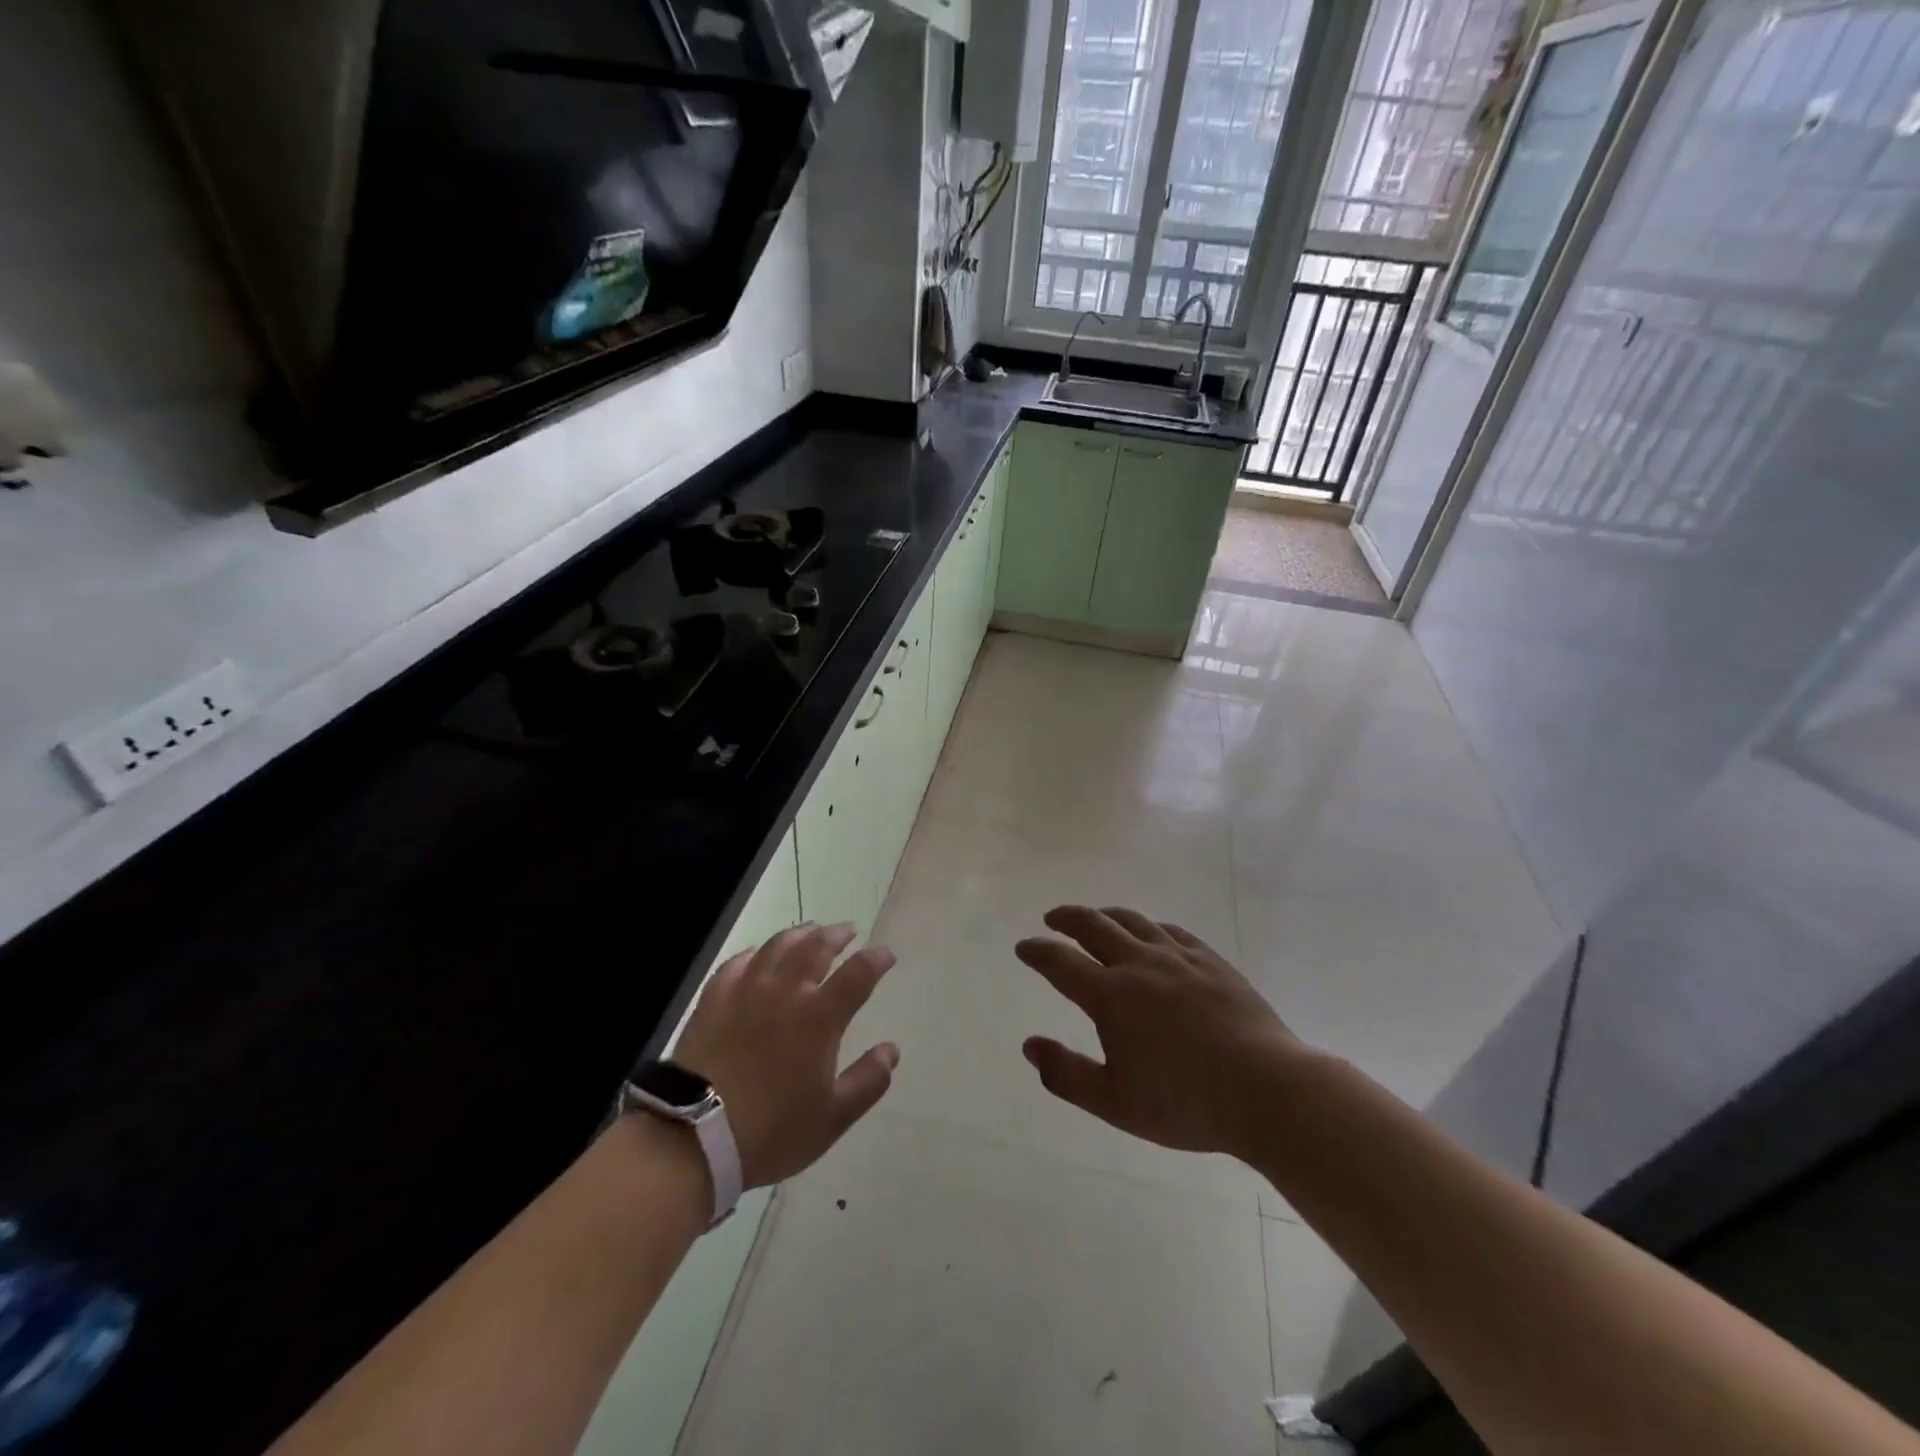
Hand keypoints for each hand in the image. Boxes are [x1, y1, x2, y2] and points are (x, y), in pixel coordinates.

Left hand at [672, 923, 899, 1187]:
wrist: (694, 1138)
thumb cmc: (771, 1130)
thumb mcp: (832, 1118)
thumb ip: (867, 1082)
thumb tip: (891, 1050)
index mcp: (819, 1017)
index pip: (857, 974)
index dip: (875, 960)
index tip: (886, 954)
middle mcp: (785, 992)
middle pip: (815, 947)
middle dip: (836, 935)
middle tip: (848, 931)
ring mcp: (745, 991)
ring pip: (776, 946)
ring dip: (798, 934)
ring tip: (809, 931)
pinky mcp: (712, 1000)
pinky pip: (736, 964)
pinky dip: (752, 954)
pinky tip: (755, 955)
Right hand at [1016, 906, 1305, 1160]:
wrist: (1268, 1090)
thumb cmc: (1186, 1102)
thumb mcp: (1115, 1103)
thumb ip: (1066, 1074)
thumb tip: (1030, 1045)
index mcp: (1111, 996)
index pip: (1060, 962)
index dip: (1037, 951)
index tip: (1023, 947)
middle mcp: (1140, 964)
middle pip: (1094, 925)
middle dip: (1066, 918)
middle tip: (1052, 919)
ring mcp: (1178, 957)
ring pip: (1132, 921)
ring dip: (1105, 915)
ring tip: (1095, 917)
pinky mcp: (1211, 960)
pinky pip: (1171, 930)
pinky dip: (1149, 926)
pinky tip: (1151, 933)